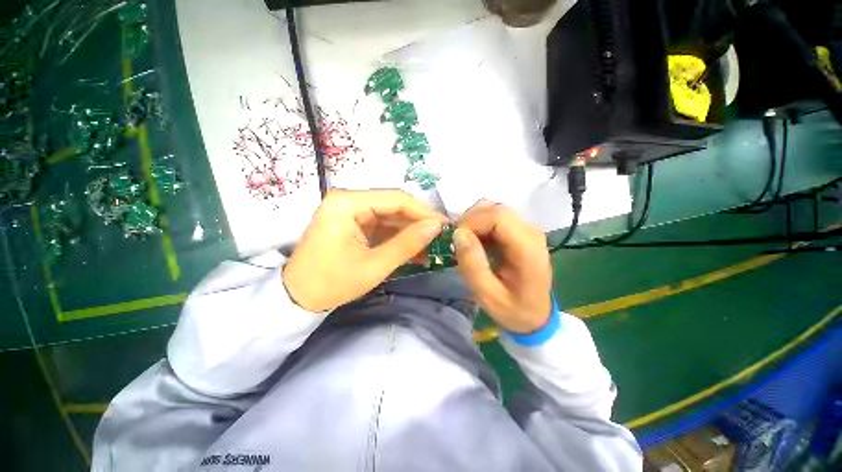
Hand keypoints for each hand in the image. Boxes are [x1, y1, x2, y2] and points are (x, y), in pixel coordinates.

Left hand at [283, 189, 446, 311]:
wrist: (297, 298)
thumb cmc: (331, 283)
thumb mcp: (374, 265)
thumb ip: (407, 244)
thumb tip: (436, 226)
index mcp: (347, 203)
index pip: (395, 199)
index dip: (423, 211)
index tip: (444, 225)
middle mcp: (348, 200)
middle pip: (393, 206)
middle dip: (418, 222)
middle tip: (441, 237)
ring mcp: (350, 212)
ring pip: (390, 216)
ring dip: (410, 231)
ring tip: (432, 246)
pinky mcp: (353, 224)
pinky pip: (382, 226)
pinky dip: (398, 237)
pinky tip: (415, 249)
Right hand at [454, 201, 552, 333]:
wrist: (536, 316)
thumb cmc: (513, 310)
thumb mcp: (487, 296)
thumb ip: (473, 265)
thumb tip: (458, 234)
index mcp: (527, 248)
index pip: (498, 216)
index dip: (472, 221)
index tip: (455, 239)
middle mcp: (531, 232)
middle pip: (496, 209)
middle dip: (470, 220)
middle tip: (457, 242)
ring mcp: (527, 229)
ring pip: (494, 210)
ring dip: (474, 222)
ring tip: (465, 243)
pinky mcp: (520, 231)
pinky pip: (495, 218)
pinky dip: (480, 226)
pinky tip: (476, 243)